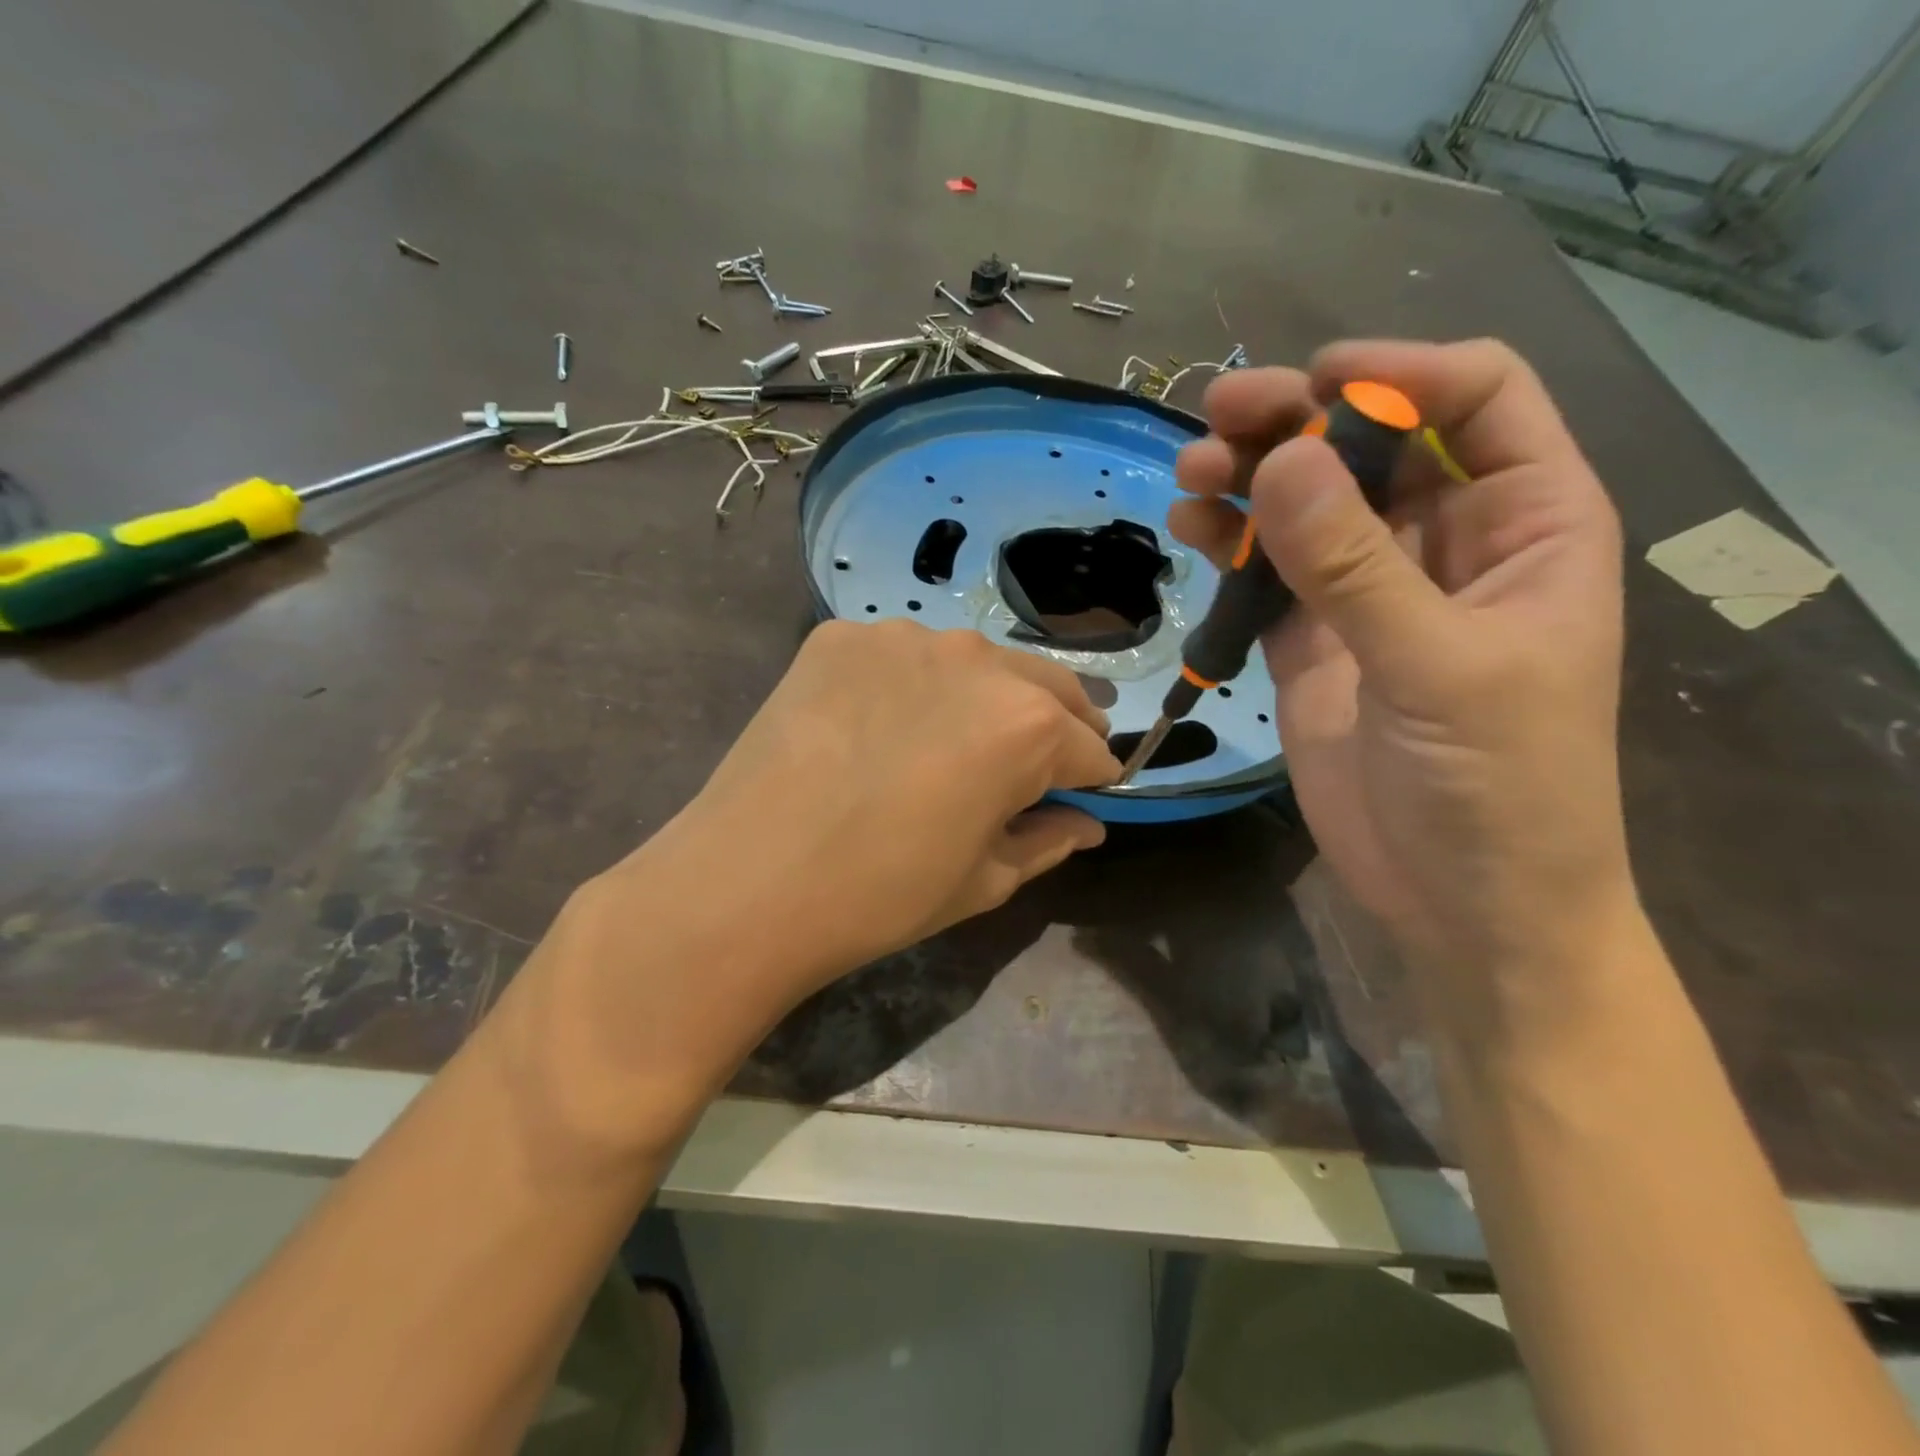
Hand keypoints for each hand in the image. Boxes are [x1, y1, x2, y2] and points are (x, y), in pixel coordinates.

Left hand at [593, 616, 1113, 993]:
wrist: (747, 881)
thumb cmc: (881, 895)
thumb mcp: (983, 881)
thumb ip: (1047, 841)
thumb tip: (1085, 824)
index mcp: (1027, 725)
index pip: (1089, 746)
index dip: (1089, 778)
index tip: (1076, 798)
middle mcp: (977, 660)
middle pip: (1047, 685)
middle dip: (1054, 724)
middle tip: (1030, 764)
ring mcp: (902, 637)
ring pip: (974, 662)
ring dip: (981, 697)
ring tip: (948, 741)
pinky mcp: (840, 635)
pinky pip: (900, 655)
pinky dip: (908, 684)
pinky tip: (876, 725)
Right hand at [1169, 340, 1633, 992]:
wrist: (1459, 900)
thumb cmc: (1499, 786)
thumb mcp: (1440, 668)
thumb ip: (1355, 567)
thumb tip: (1279, 460)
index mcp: (1526, 525)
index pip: (1476, 401)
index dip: (1400, 374)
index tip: (1314, 383)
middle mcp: (1446, 543)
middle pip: (1371, 446)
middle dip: (1297, 422)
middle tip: (1216, 418)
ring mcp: (1370, 593)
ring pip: (1307, 506)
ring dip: (1250, 480)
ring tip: (1190, 475)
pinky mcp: (1312, 640)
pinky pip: (1266, 573)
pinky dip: (1228, 546)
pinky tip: (1188, 528)